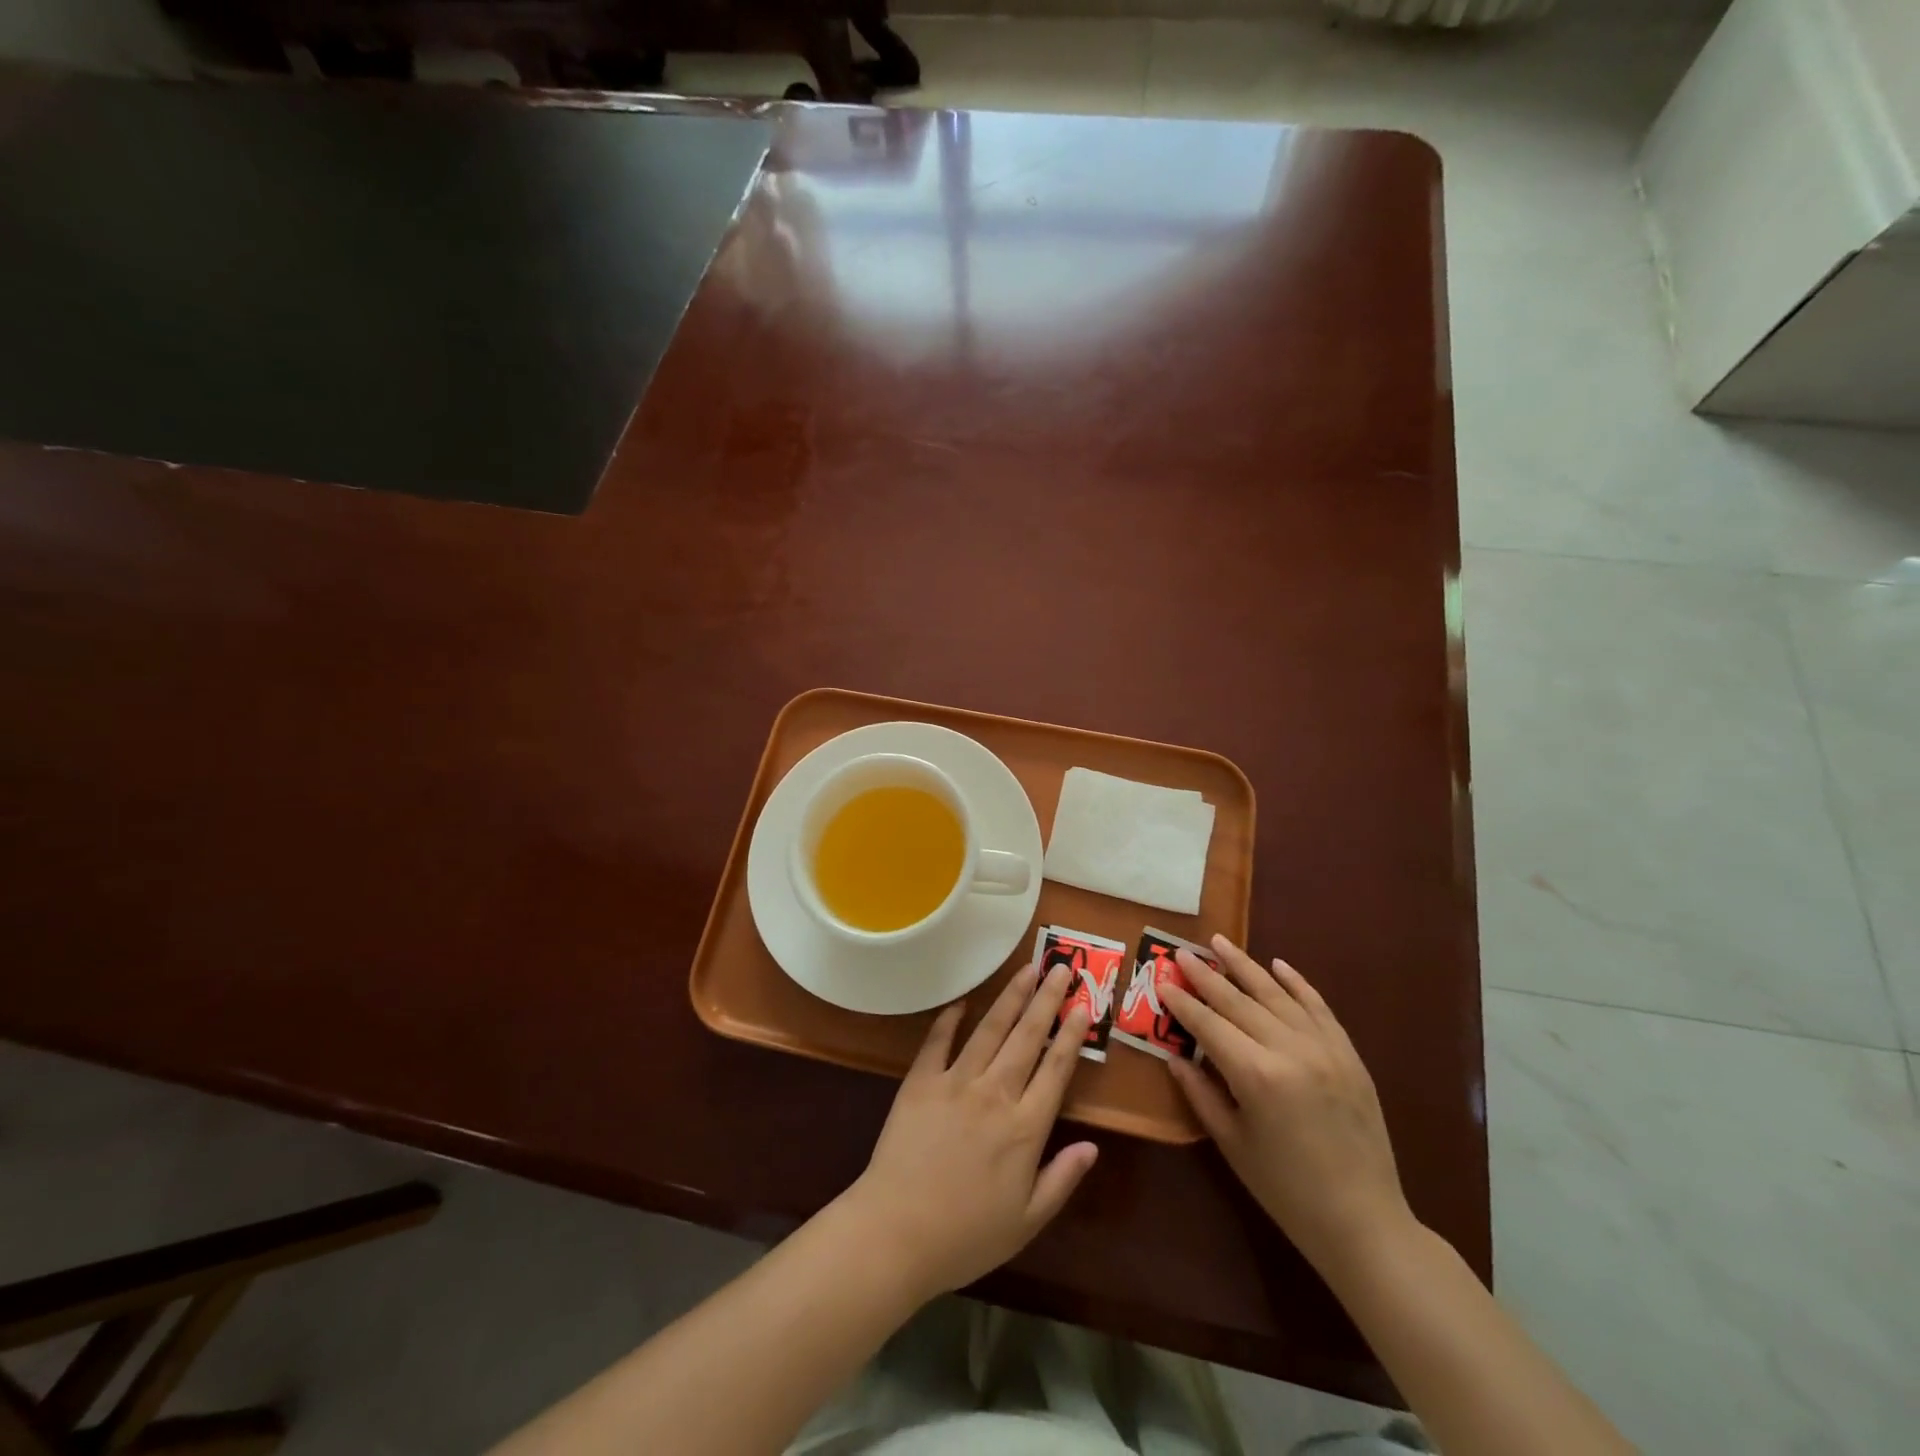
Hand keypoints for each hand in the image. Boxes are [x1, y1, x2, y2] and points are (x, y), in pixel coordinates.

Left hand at [843, 962, 1099, 1302]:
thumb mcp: (1027, 1221)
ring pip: (990, 1029)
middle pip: (1027, 1037)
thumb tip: (1093, 1146)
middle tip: (1062, 967)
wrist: (897, 1232)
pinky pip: (938, 1041)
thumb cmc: (966, 1235)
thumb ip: (1062, 1179)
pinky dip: (950, 1018)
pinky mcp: (921, 1081)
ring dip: (1011, 997)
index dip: (1071, 1036)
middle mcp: (995, 1094)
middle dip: (1047, 999)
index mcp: (1025, 1128)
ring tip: (1027, 969)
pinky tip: (963, 1000)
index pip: (1055, 1069)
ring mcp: (956, 1082)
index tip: (1084, 1006)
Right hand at [1164, 937, 1412, 1274]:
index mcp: (1256, 1075)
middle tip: (1181, 952)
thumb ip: (1200, 1093)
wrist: (1364, 1222)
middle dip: (1206, 975)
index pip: (1208, 1024)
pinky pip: (1318, 1007)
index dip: (1182, 1002)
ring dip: (1245, 966)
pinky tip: (1278, 965)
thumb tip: (1174, 1055)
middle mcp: (1289, 1050)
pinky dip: (1297, 983)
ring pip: (1277, 994)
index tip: (1162, 980)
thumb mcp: (1232, 1143)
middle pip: (1238, 1000)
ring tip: (1219, 942)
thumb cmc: (1286, 1190)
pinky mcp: (1348, 1054)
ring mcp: (1324, 1048)